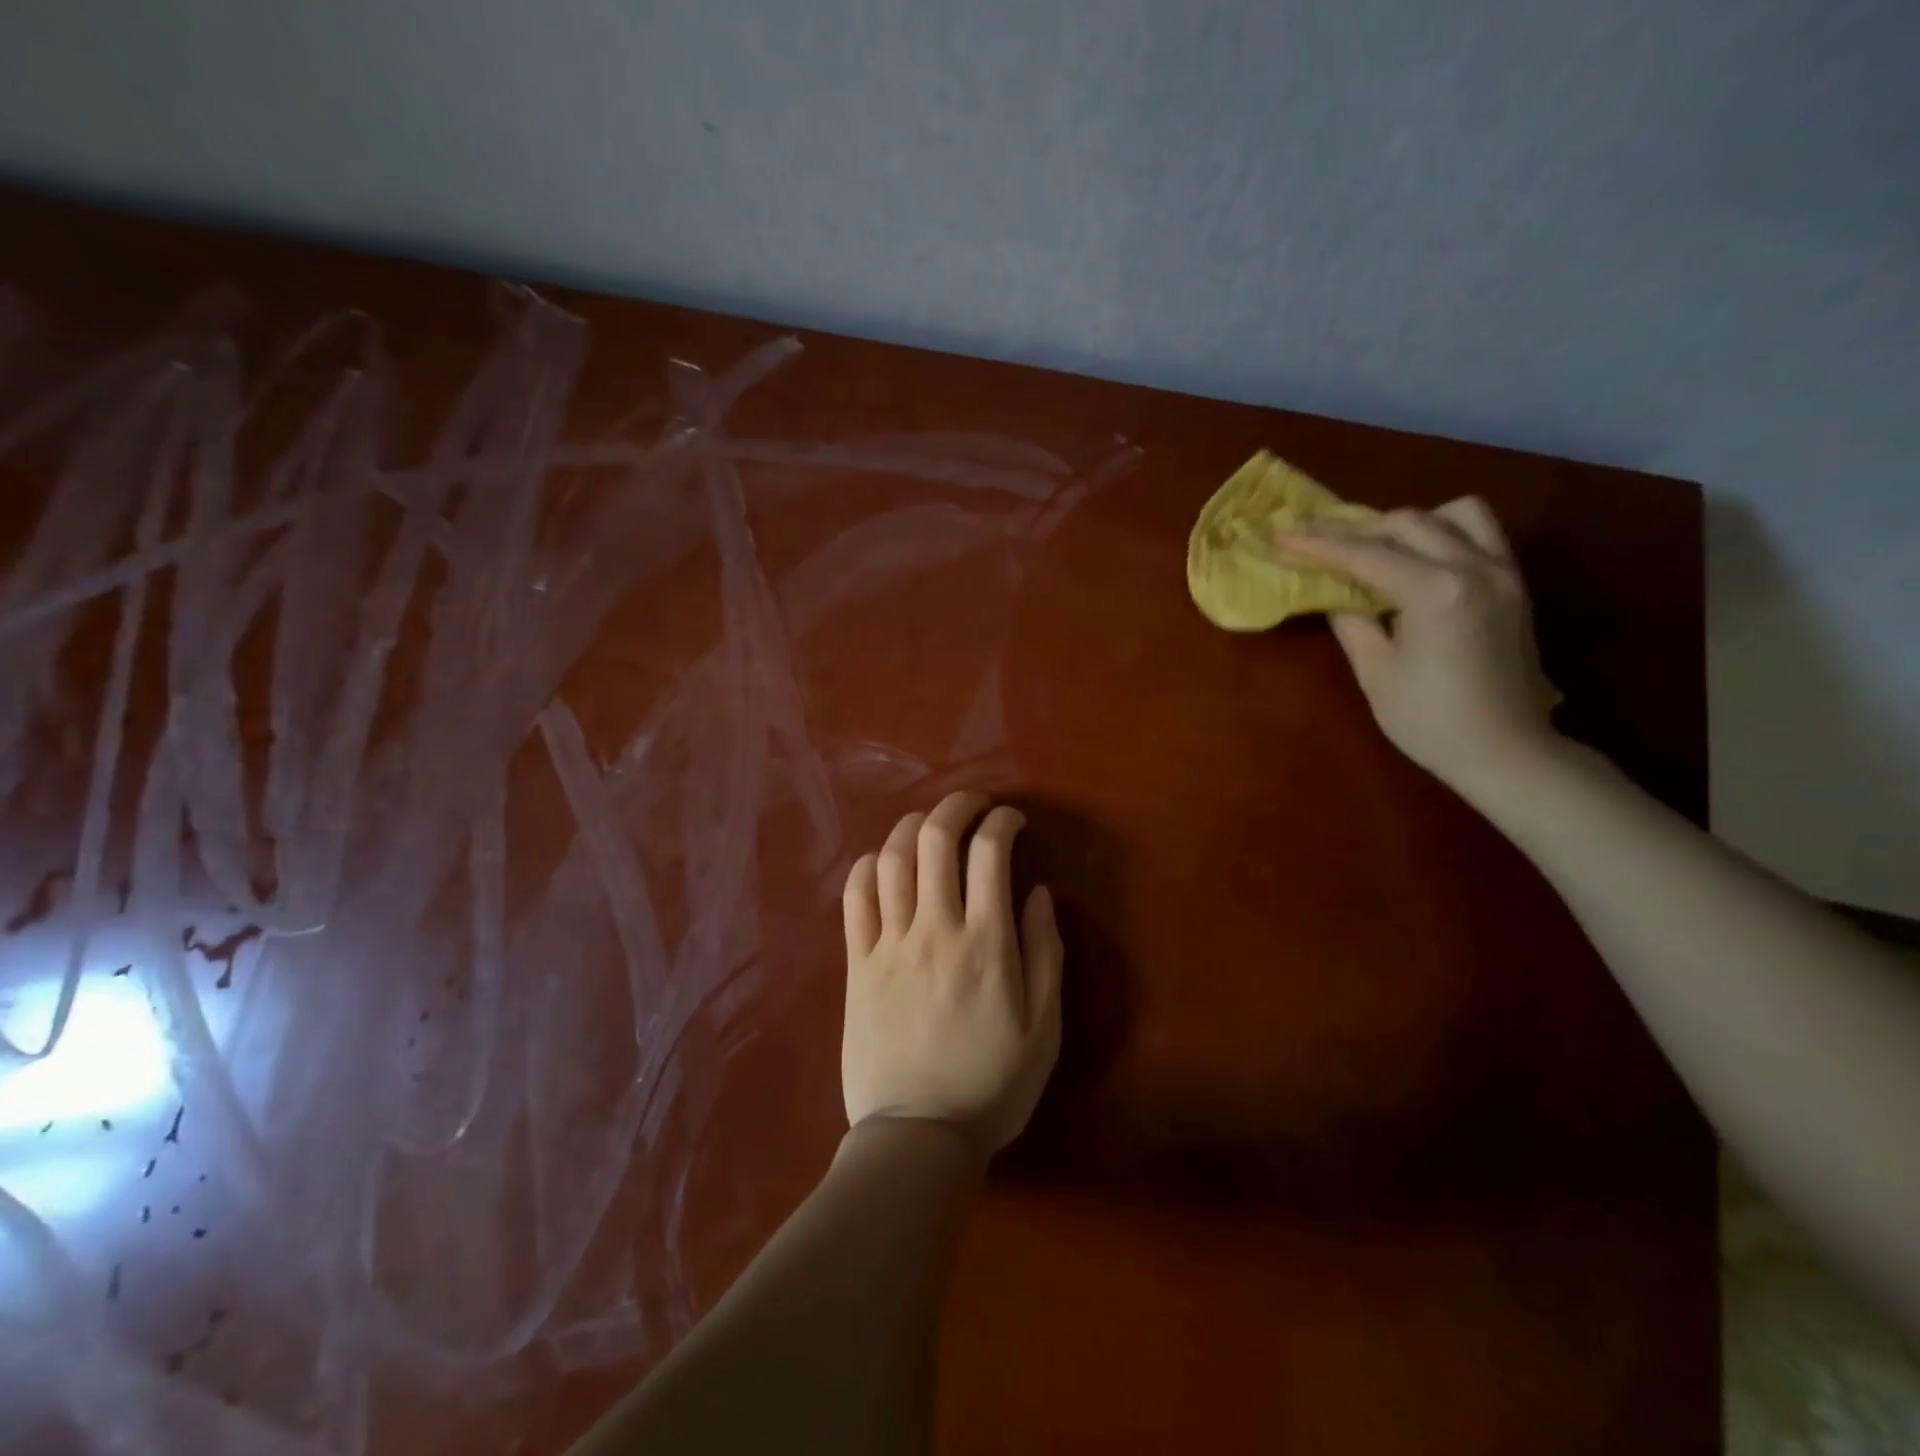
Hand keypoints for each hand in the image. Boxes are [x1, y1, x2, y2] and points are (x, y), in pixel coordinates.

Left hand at [840, 791, 1063, 1155]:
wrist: (916, 1136)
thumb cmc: (991, 1085)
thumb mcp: (1044, 1028)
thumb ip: (1044, 953)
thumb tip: (1039, 892)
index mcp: (985, 944)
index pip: (990, 854)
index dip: (1002, 822)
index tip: (1012, 820)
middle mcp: (934, 930)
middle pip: (936, 841)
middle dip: (956, 806)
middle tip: (972, 804)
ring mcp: (889, 945)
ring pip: (892, 860)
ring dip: (911, 827)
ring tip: (928, 824)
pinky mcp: (857, 965)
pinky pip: (854, 900)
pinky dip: (867, 867)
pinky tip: (882, 862)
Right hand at [1276, 496, 1561, 794]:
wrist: (1505, 750)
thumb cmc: (1429, 720)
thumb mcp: (1376, 671)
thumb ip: (1351, 620)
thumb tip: (1333, 592)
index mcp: (1436, 591)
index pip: (1366, 554)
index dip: (1319, 544)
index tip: (1282, 534)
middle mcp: (1474, 567)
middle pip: (1408, 523)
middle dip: (1357, 530)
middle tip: (1319, 544)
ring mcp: (1502, 571)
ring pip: (1455, 514)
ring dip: (1410, 524)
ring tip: (1380, 548)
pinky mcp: (1515, 583)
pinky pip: (1481, 533)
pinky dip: (1444, 533)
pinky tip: (1419, 560)